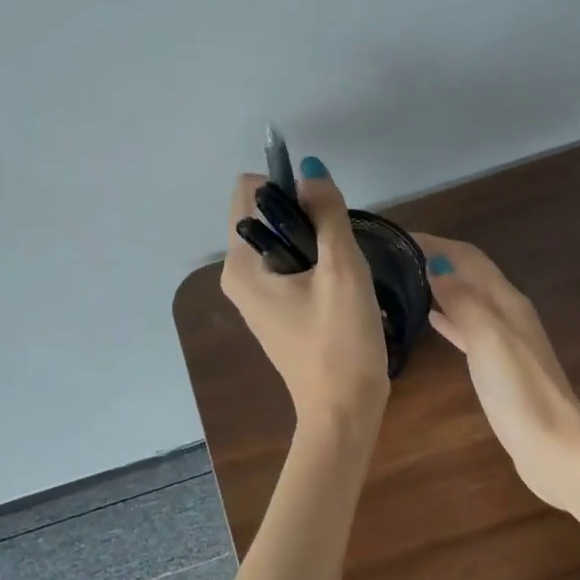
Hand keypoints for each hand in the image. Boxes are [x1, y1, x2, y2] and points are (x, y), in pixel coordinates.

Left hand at [221, 158, 390, 433]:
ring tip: (339, 273)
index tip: (323, 215)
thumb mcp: (342, 269)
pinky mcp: (272, 309)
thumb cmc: (341, 340)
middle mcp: (236, 274)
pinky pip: (287, 264)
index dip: (288, 189)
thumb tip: (310, 169)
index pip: (248, 191)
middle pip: (265, 214)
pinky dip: (311, 262)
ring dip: (312, 241)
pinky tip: (336, 288)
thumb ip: (328, 213)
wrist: (343, 410)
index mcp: (240, 263)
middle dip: (303, 217)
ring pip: (280, 239)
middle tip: (336, 251)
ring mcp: (253, 294)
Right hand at [415, 233, 579, 509]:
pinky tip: (431, 320)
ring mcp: (504, 340)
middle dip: (436, 260)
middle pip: (469, 274)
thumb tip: (434, 267)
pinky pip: (468, 328)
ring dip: (440, 286)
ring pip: (467, 299)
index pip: (468, 258)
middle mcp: (507, 313)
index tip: (399, 238)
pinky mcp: (498, 365)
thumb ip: (462, 301)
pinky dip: (449, 317)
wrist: (553, 447)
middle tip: (395, 258)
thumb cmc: (519, 390)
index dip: (436, 244)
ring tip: (404, 282)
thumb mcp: (488, 338)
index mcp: (506, 301)